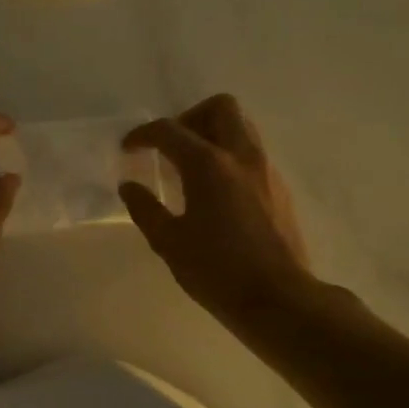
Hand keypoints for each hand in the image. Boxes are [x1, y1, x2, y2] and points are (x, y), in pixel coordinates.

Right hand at [120, 94, 315, 324]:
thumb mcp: (169, 243)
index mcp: (209, 165)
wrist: (279, 300)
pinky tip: (215, 192)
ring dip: (213, 134)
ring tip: (191, 167)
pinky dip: (229, 157)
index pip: (170, 130)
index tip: (128, 148)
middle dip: (189, 117)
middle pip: (220, 107)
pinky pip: (252, 153)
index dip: (143, 135)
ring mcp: (266, 170)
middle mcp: (242, 156)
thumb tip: (129, 187)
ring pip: (241, 127)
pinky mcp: (280, 189)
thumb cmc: (217, 271)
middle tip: (170, 147)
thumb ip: (145, 209)